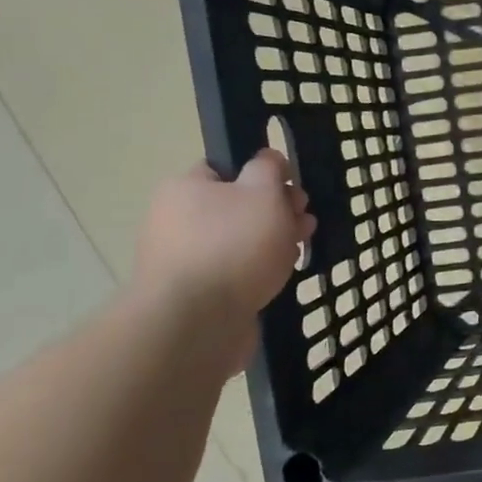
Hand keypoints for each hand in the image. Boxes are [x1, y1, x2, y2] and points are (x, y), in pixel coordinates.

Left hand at [131, 151, 314, 352]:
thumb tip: (268, 159)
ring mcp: (184, 259)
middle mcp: (176, 219)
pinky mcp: (195, 293)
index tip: (292, 189)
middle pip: (238, 205)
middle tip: (305, 221)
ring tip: (300, 250)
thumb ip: (269, 169)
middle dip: (277, 211)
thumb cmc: (233, 245)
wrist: (197, 323)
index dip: (264, 175)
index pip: (227, 168)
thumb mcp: (262, 192)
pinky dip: (257, 271)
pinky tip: (279, 277)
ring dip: (272, 241)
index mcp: (185, 188)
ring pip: (240, 240)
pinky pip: (234, 272)